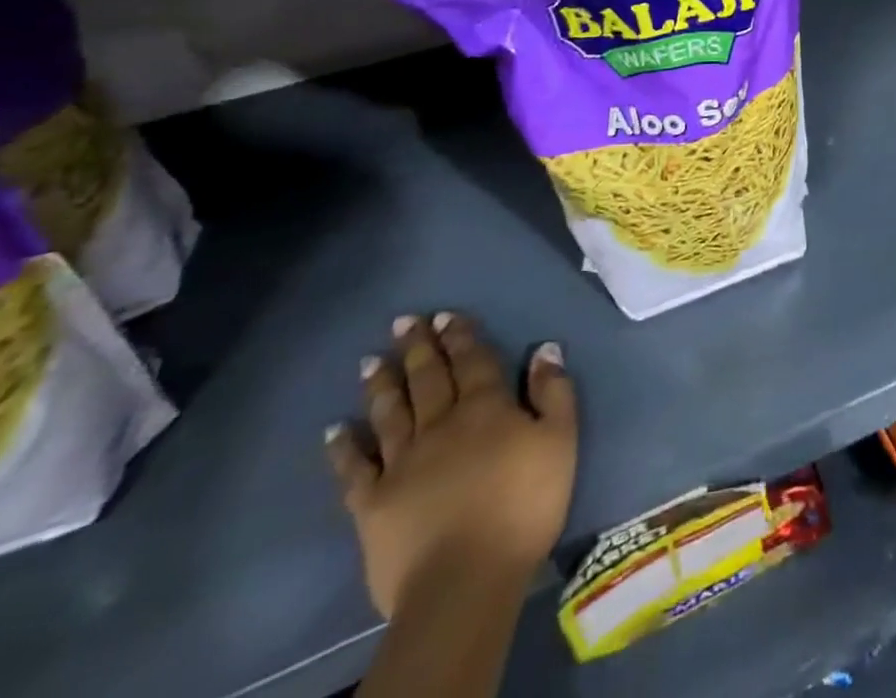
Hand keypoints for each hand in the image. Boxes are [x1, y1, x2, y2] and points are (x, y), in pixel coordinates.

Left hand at [325, 313, 578, 618]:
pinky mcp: (372, 504)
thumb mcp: (560, 441)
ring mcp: (401, 463)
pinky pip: (354, 469)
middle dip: (417, 347)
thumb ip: (553, 392)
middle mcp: (440, 424)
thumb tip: (545, 349)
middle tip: (404, 322)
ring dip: (381, 383)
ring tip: (369, 360)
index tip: (445, 315)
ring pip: (390, 413)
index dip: (460, 336)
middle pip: (428, 378)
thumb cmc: (525, 504)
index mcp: (486, 408)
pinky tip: (334, 430)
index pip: (473, 361)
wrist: (465, 580)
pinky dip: (343, 447)